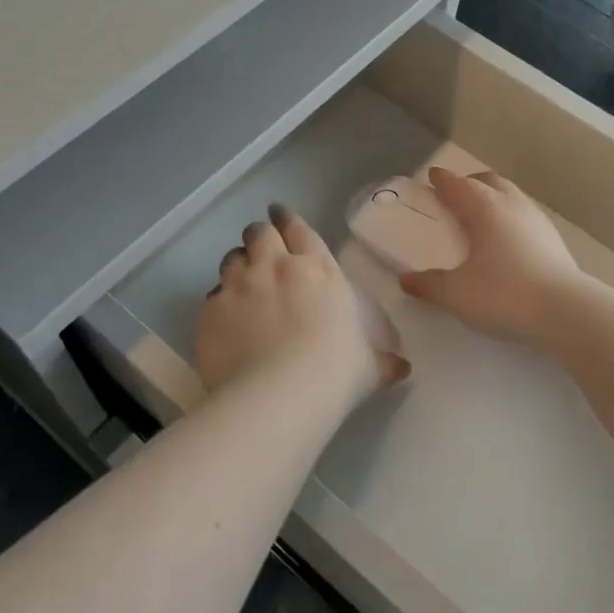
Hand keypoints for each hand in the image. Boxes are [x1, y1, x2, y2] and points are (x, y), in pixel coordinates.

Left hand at [198, 204, 409, 399]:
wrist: (277, 397)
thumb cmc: (334, 374)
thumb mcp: (369, 368)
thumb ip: (383, 362)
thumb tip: (402, 367)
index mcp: (317, 271)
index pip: (300, 230)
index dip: (288, 220)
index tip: (280, 215)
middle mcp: (275, 268)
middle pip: (260, 234)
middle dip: (261, 236)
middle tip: (262, 245)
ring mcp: (238, 287)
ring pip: (232, 258)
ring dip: (239, 263)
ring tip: (242, 278)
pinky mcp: (211, 311)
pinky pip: (213, 295)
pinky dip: (220, 300)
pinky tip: (226, 316)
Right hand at [398, 167, 586, 343]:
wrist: (566, 310)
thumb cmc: (504, 294)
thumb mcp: (457, 294)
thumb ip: (429, 285)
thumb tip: (406, 280)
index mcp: (484, 209)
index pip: (458, 185)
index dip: (443, 180)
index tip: (432, 176)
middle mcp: (511, 205)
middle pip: (489, 181)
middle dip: (469, 183)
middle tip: (455, 195)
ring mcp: (537, 219)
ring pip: (511, 195)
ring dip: (493, 197)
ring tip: (481, 215)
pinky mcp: (554, 238)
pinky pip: (525, 214)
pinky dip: (510, 216)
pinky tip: (508, 238)